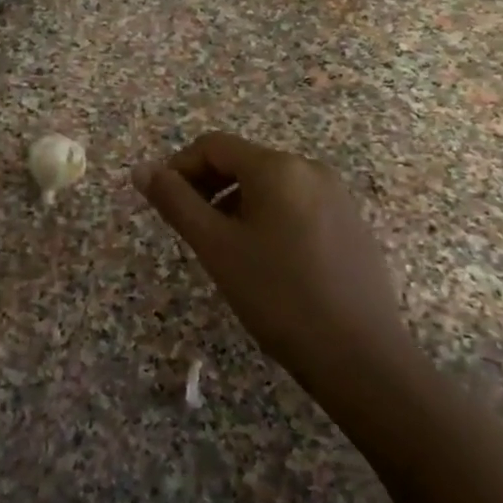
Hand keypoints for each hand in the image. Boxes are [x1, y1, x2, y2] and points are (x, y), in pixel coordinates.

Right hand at [133, 132, 414, 393]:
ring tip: (224, 249)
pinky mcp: (352, 225)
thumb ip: (175, 201)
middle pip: (243, 162)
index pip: (213, 146)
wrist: (360, 356)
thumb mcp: (215, 246)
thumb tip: (142, 170)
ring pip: (269, 186)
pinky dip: (268, 218)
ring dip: (235, 204)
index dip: (179, 167)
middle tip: (190, 229)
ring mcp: (337, 197)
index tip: (162, 203)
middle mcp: (311, 170)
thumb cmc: (277, 295)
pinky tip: (266, 262)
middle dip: (207, 187)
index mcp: (277, 167)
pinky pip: (297, 206)